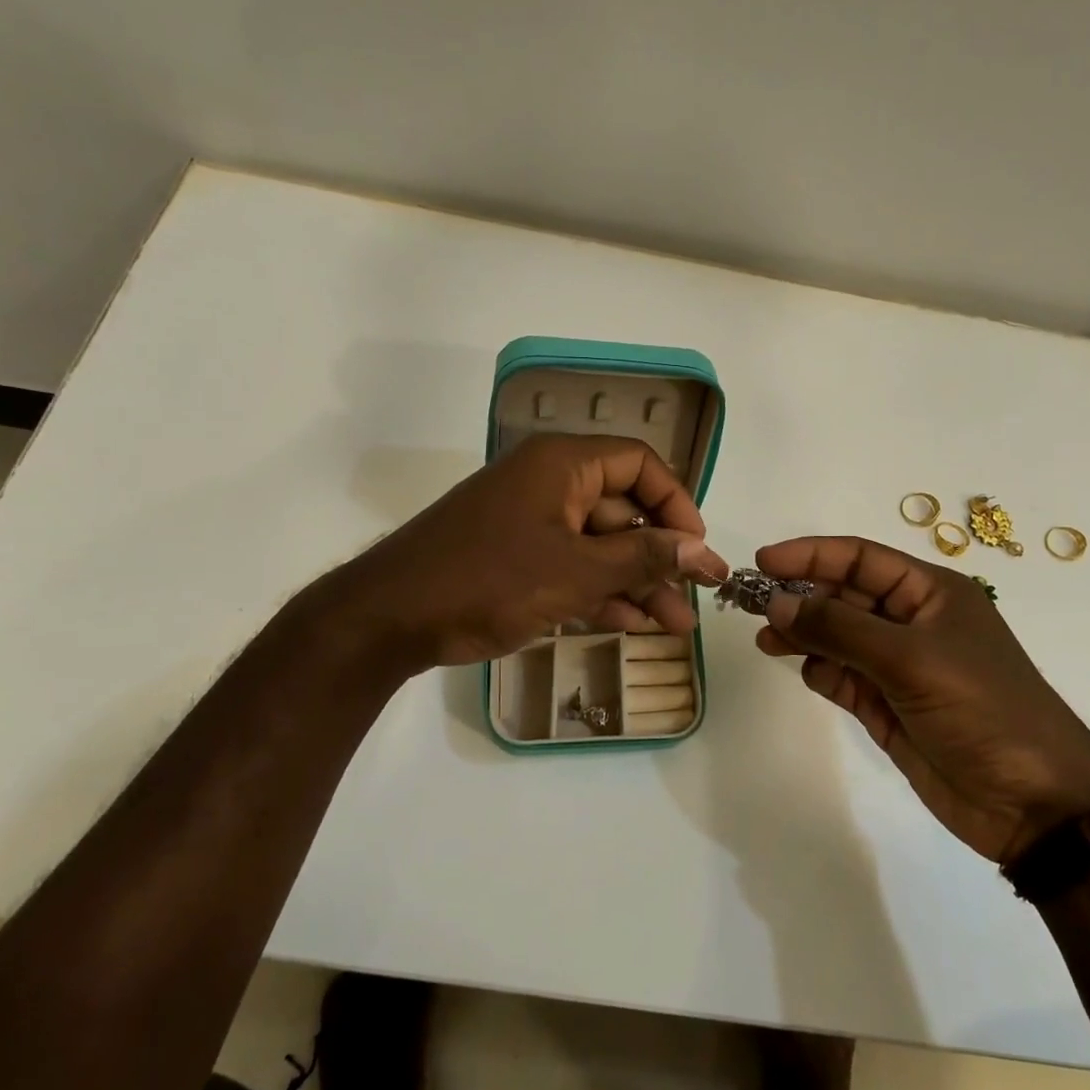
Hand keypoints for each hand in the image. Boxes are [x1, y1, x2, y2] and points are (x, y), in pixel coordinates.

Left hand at [302, 434, 728, 671]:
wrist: (389, 618)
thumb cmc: (487, 580)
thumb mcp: (574, 571)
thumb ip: (641, 558)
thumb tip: (700, 547)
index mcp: (563, 464)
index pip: (639, 464)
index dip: (676, 503)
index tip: (697, 547)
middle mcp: (551, 484)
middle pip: (624, 511)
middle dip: (661, 558)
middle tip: (697, 598)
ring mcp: (532, 523)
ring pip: (601, 546)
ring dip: (637, 584)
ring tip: (675, 626)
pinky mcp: (517, 559)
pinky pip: (573, 568)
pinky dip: (602, 593)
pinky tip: (632, 625)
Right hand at [754, 537, 1089, 863]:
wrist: (1033, 804)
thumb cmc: (981, 709)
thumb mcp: (910, 658)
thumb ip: (838, 628)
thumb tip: (776, 602)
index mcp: (930, 593)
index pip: (860, 559)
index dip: (810, 555)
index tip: (763, 562)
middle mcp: (912, 622)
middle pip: (843, 596)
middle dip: (799, 597)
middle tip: (750, 604)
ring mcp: (899, 666)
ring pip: (837, 637)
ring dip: (803, 635)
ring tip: (766, 640)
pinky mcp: (888, 706)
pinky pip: (842, 677)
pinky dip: (821, 672)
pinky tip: (808, 674)